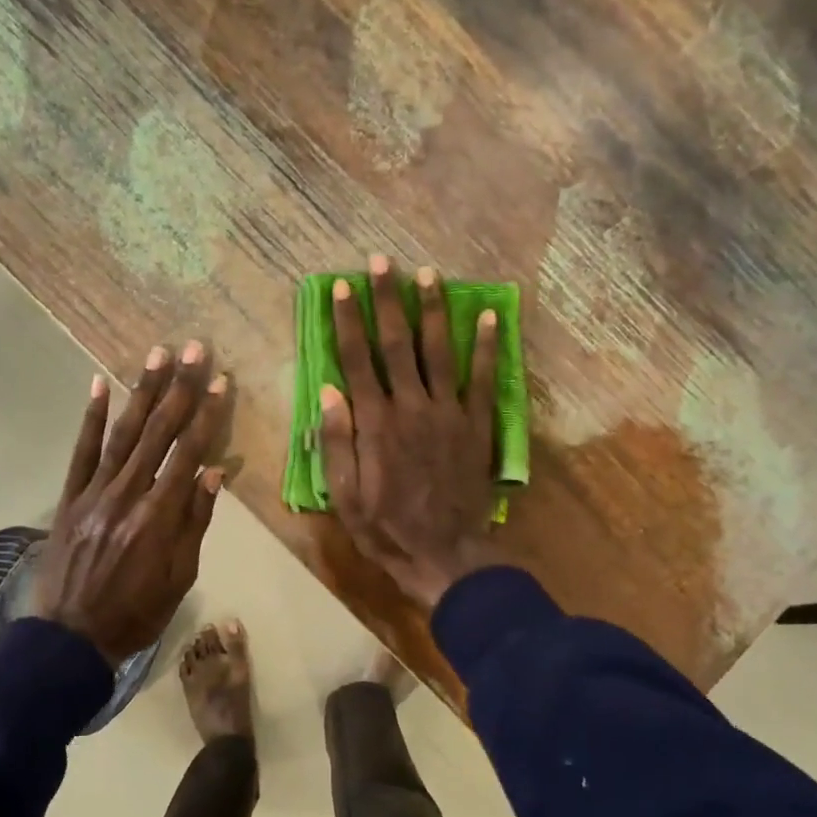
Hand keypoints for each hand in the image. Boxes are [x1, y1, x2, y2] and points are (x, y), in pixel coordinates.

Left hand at [31, 341, 228, 665]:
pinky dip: (92, 418)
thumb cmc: (136, 613)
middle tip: (193, 348)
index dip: (206, 415)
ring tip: (156, 354)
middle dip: (178, 388)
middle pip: (158, 433)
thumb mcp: (179, 577)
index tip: (220, 380)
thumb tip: (215, 471)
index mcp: (159, 517)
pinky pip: (81, 452)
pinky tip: (100, 384)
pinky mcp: (70, 498)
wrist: (70, 639)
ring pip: (122, 434)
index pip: (188, 454)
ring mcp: (94, 493)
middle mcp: (127, 495)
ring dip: (141, 391)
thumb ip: (196, 521)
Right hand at [319, 256, 501, 612]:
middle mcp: (412, 407)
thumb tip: (328, 392)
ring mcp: (449, 413)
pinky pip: (483, 379)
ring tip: (428, 274)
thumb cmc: (387, 528)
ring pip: (439, 351)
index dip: (347, 322)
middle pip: (398, 344)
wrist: (445, 554)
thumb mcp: (345, 496)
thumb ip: (337, 443)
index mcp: (376, 423)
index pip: (357, 361)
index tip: (341, 288)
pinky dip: (486, 347)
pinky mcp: (477, 426)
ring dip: (433, 311)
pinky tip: (488, 317)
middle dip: (388, 300)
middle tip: (382, 263)